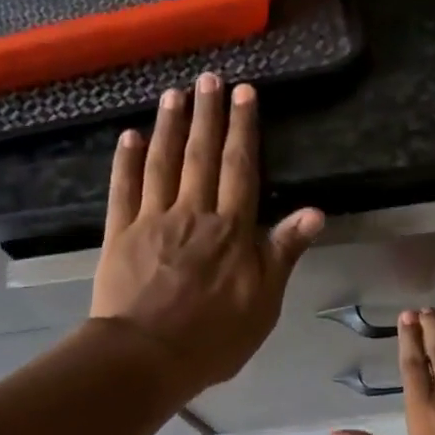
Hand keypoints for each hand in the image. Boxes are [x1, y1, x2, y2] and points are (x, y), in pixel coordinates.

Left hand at [91, 73, 323, 396]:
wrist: (147, 357)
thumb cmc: (213, 337)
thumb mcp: (264, 302)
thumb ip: (283, 253)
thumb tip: (315, 212)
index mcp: (231, 230)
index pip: (241, 170)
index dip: (243, 130)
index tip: (245, 94)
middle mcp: (192, 214)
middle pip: (201, 156)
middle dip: (208, 115)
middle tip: (210, 78)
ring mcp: (151, 221)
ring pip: (162, 163)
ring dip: (169, 126)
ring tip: (174, 93)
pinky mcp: (118, 234)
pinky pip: (123, 189)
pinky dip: (125, 161)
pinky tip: (129, 136)